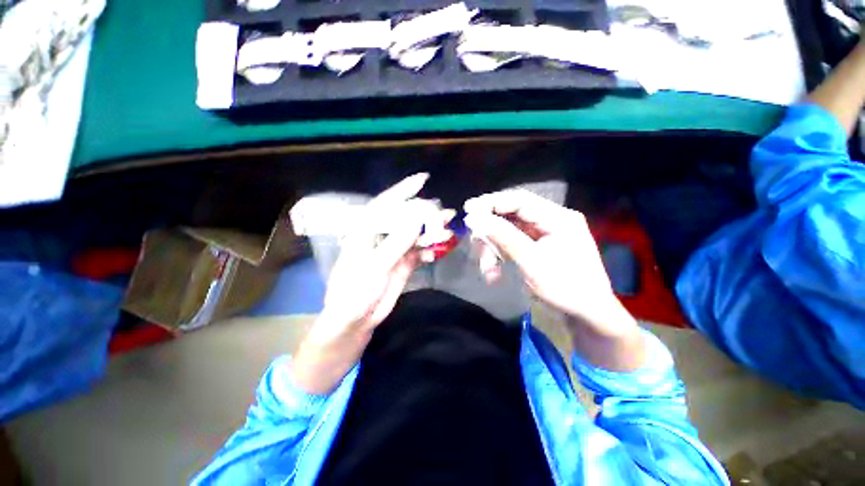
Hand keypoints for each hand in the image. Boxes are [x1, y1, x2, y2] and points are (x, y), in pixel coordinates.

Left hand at [291, 174, 452, 393]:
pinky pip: (419, 251)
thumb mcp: (374, 266)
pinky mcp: (403, 263)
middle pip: (406, 219)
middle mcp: (382, 236)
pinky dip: (429, 251)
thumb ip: (395, 242)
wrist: (355, 320)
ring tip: (448, 231)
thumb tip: (416, 219)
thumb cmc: (355, 291)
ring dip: (431, 233)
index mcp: (367, 230)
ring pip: (416, 235)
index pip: (387, 204)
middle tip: (446, 215)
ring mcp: (394, 249)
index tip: (423, 179)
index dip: (404, 190)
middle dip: (426, 215)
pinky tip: (436, 253)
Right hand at [464, 190, 644, 369]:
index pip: (519, 200)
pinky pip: (511, 244)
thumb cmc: (566, 288)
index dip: (491, 202)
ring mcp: (543, 234)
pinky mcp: (537, 247)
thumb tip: (474, 218)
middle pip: (510, 216)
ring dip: (492, 249)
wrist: (588, 316)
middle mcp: (551, 221)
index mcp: (558, 218)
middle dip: (490, 233)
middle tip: (475, 247)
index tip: (467, 210)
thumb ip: (503, 237)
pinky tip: (494, 273)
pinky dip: (499, 256)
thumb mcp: (532, 262)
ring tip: (488, 270)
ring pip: (507, 231)